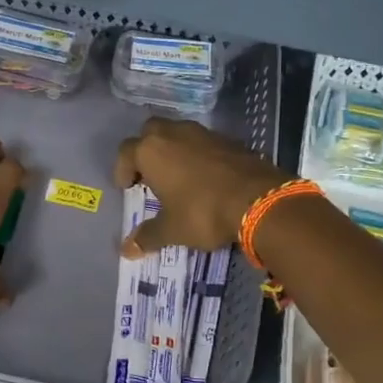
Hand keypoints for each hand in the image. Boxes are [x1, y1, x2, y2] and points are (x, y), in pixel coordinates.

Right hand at [114, 118, 289, 258]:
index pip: (126, 152)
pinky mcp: (228, 139)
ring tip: (177, 176)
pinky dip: (198, 154)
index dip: (123, 170)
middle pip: (151, 132)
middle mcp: (174, 133)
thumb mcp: (172, 229)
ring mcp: (203, 133)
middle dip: (146, 150)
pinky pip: (203, 142)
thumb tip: (127, 250)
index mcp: (151, 151)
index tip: (128, 188)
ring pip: (178, 133)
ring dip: (173, 150)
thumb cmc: (203, 212)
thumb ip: (148, 236)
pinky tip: (205, 177)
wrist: (259, 200)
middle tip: (150, 175)